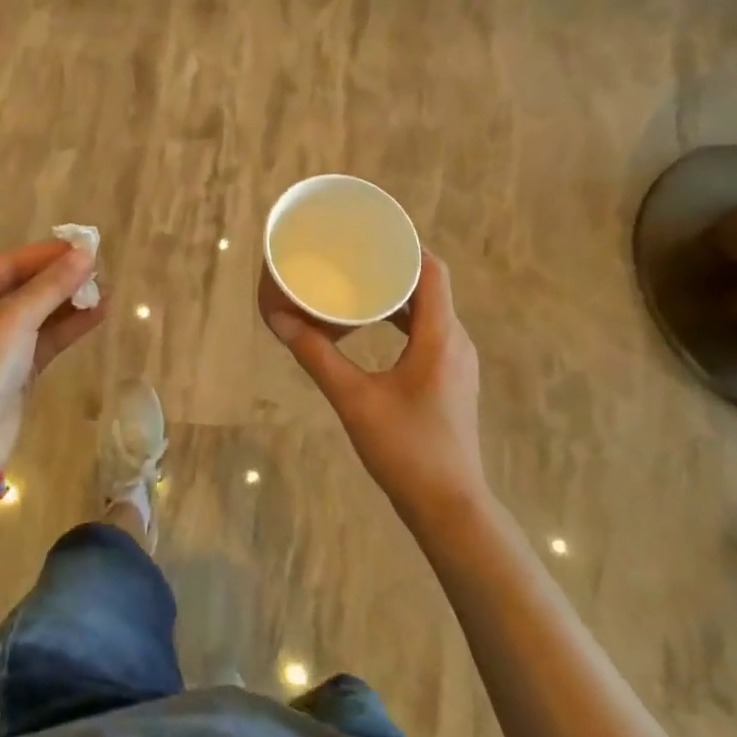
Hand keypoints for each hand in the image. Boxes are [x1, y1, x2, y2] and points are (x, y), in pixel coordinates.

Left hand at [0, 240, 104, 458]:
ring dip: (69, 303)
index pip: (8, 264)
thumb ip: (53, 285)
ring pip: (37, 315)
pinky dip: (69, 327)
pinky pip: (44, 340)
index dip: (45, 255)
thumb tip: (87, 253)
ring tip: (105, 290)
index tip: (82, 248)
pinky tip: (98, 314)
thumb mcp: (15, 317)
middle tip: (97, 269)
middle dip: (60, 279)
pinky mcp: (14, 370)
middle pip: (24, 288)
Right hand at [260, 252, 487, 525]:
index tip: (373, 230)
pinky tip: (375, 326)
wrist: (450, 506)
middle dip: (394, 266)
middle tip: (355, 253)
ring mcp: (457, 362)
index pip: (432, 271)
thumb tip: (280, 321)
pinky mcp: (451, 379)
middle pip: (430, 286)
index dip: (407, 244)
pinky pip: (429, 332)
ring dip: (399, 294)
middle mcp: (455, 341)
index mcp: (440, 336)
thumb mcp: (354, 400)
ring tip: (359, 281)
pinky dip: (404, 318)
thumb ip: (318, 357)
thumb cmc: (406, 449)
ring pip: (430, 311)